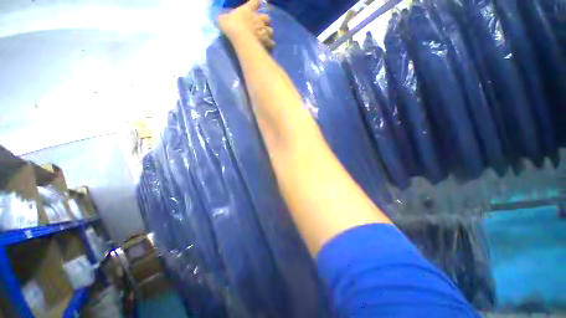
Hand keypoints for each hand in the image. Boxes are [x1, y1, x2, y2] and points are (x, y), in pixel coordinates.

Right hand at [218, 0, 274, 48]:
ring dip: (269, 32)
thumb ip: (223, 19)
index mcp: (248, 10)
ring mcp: (262, 30)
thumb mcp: (223, 19)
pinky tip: (270, 45)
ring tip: (267, 36)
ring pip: (270, 30)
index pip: (255, 2)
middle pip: (267, 17)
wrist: (239, 35)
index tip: (259, 1)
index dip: (258, 1)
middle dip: (266, 21)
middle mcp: (258, 19)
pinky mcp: (265, 40)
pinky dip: (271, 44)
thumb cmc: (230, 25)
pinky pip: (271, 42)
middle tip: (263, 25)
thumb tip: (220, 20)